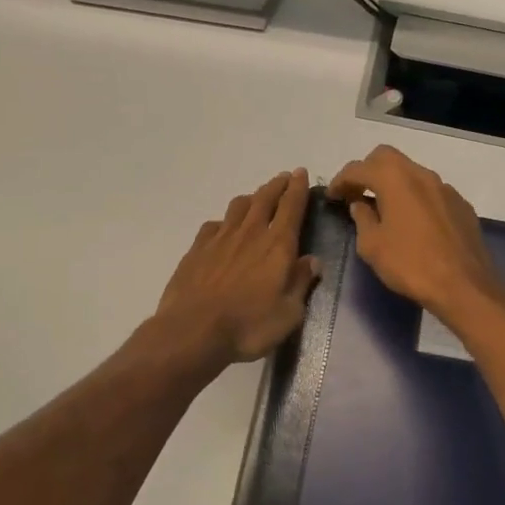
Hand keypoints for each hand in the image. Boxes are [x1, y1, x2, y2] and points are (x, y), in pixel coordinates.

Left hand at [155, 169, 319, 366]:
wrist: (193, 331)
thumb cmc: (248, 327)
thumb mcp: (288, 314)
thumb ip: (301, 283)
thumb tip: (312, 261)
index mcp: (277, 246)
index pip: (291, 207)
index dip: (298, 188)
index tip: (301, 173)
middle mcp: (250, 233)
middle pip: (265, 199)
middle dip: (277, 185)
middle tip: (285, 178)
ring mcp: (220, 238)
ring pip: (239, 206)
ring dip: (252, 198)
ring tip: (257, 198)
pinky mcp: (197, 249)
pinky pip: (214, 225)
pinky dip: (224, 221)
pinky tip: (223, 228)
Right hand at [328, 146, 504, 324]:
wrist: (465, 286)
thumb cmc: (411, 265)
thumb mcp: (372, 246)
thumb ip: (362, 219)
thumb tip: (360, 205)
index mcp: (395, 180)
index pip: (359, 168)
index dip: (341, 180)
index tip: (332, 196)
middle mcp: (421, 174)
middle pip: (387, 157)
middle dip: (367, 170)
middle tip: (356, 193)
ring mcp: (445, 188)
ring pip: (411, 172)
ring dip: (393, 183)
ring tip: (383, 207)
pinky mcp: (461, 205)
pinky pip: (430, 191)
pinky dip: (414, 197)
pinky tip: (413, 222)